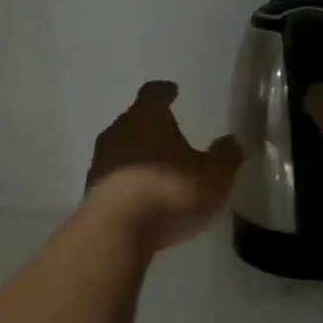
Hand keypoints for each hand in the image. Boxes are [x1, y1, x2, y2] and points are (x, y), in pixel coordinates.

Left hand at [84, 82, 242, 251]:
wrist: (116, 232)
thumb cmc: (169, 192)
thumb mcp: (213, 176)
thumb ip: (225, 156)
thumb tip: (230, 141)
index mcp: (146, 117)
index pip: (153, 93)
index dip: (164, 92)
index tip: (171, 91)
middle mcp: (118, 132)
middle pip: (134, 120)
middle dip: (150, 125)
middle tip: (168, 132)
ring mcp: (100, 161)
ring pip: (121, 148)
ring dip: (137, 154)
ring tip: (156, 166)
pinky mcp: (91, 191)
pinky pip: (114, 176)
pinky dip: (127, 180)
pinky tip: (141, 194)